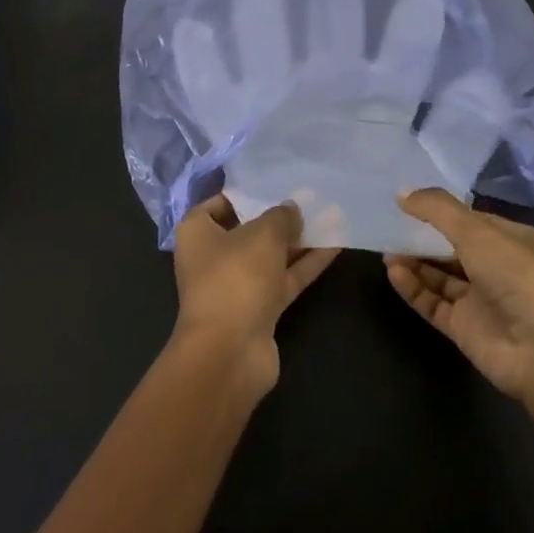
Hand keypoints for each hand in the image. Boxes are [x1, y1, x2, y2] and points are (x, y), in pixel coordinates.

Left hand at [172, 194, 341, 395]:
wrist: (230, 351)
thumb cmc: (235, 278)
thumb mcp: (262, 235)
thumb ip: (281, 217)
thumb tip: (291, 209)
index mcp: (197, 233)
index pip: (218, 204)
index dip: (245, 192)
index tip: (273, 182)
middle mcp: (213, 257)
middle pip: (249, 230)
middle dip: (279, 217)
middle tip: (310, 196)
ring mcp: (237, 285)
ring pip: (271, 256)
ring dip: (299, 240)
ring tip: (331, 215)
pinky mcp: (260, 308)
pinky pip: (285, 278)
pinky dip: (307, 263)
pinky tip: (335, 244)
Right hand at [384, 189, 533, 402]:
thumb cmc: (518, 276)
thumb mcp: (477, 231)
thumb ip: (437, 209)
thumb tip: (402, 193)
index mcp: (513, 241)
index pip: (472, 220)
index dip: (441, 211)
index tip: (407, 202)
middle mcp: (499, 269)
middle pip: (453, 249)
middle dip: (423, 238)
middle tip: (389, 227)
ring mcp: (482, 301)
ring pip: (441, 277)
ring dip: (415, 263)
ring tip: (386, 250)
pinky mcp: (465, 329)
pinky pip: (434, 303)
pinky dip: (414, 288)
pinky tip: (394, 273)